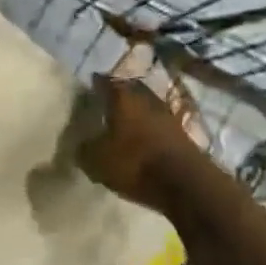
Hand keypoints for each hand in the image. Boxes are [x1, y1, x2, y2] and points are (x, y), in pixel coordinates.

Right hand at [74, 75, 208, 211]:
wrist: (183, 181)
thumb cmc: (134, 163)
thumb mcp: (97, 160)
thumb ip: (85, 149)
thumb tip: (82, 144)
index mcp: (123, 98)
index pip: (105, 83)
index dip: (95, 84)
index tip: (88, 88)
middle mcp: (146, 98)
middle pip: (129, 90)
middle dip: (118, 95)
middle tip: (105, 103)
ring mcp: (167, 114)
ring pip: (146, 106)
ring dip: (136, 112)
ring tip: (123, 121)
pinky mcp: (181, 132)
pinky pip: (158, 123)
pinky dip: (149, 128)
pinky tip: (142, 137)